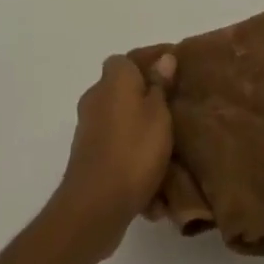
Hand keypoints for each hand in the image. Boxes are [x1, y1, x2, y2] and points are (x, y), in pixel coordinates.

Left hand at [50, 53, 175, 258]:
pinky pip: (117, 150)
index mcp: (113, 79)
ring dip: (141, 133)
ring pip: (122, 122)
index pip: (130, 59)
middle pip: (125, 91)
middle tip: (175, 111)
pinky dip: (133, 159)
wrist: (95, 205)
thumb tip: (164, 58)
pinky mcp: (88, 158)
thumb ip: (160, 85)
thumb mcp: (158, 113)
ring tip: (169, 149)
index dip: (152, 62)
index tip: (176, 73)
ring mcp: (88, 129)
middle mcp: (95, 98)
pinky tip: (154, 183)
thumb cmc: (133, 150)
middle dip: (148, 100)